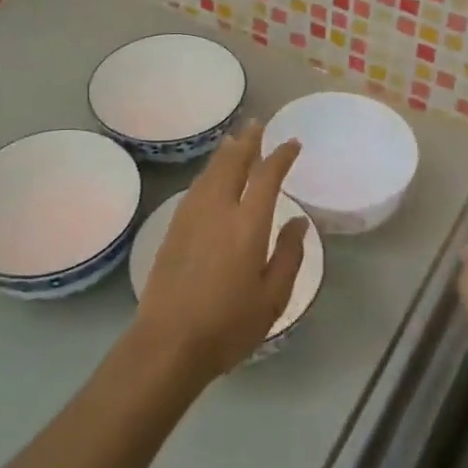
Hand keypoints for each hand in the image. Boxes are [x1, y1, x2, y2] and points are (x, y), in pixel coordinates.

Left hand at [133, 122, 307, 385]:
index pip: (267, 176)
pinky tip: (211, 178)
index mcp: (248, 224)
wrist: (168, 343)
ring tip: (234, 141)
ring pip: (210, 172)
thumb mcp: (272, 298)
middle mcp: (218, 210)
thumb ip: (289, 255)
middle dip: (247, 141)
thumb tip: (299, 221)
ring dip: (225, 153)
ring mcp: (191, 217)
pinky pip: (195, 188)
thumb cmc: (228, 325)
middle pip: (232, 163)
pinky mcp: (173, 229)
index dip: (281, 155)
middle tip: (257, 125)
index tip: (292, 144)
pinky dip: (209, 173)